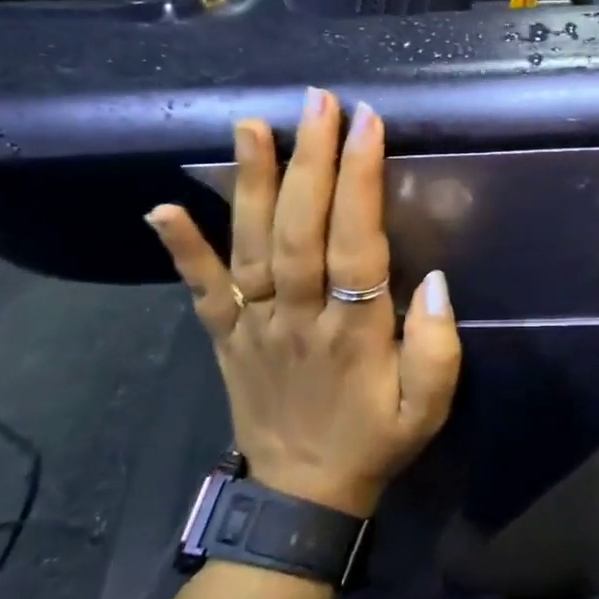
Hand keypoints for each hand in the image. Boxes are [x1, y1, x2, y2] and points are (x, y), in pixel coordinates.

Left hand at [146, 88, 461, 517]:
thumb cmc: (374, 441)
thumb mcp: (429, 409)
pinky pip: (200, 290)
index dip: (360, 181)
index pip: (356, 243)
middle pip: (300, 230)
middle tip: (318, 102)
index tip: (366, 124)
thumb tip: (433, 280)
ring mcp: (254, 325)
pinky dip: (180, 250)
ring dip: (250, 183)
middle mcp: (298, 318)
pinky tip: (161, 209)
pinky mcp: (224, 336)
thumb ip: (438, 348)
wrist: (301, 497)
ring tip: (252, 124)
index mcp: (354, 333)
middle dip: (311, 160)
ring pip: (250, 247)